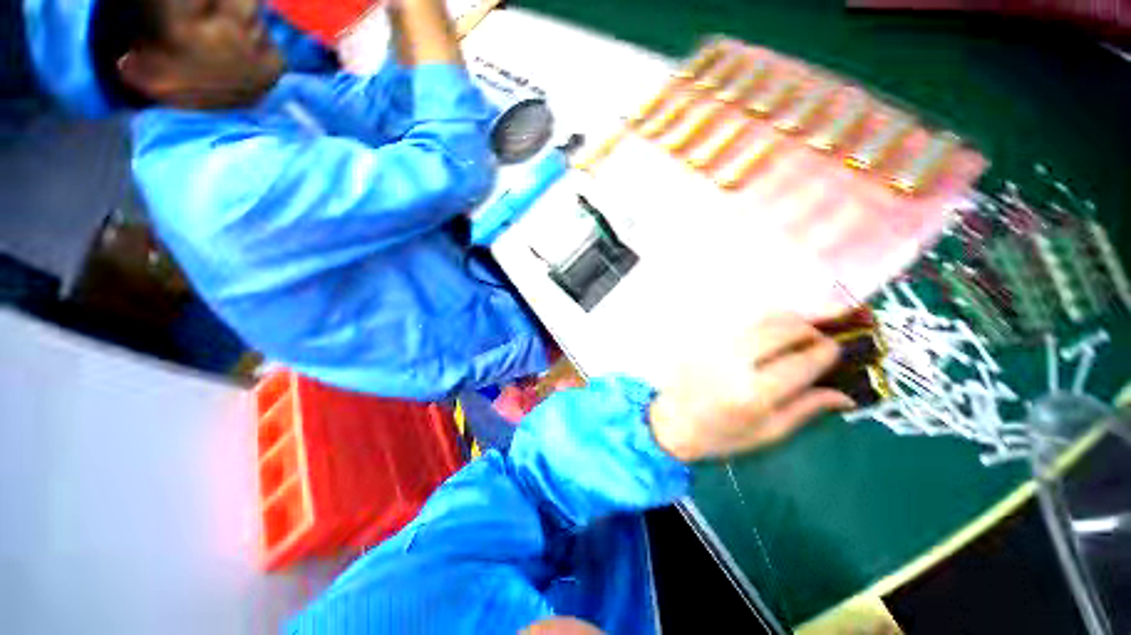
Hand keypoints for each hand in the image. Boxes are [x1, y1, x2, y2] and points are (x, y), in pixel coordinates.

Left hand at [649, 314, 854, 461]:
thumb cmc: (720, 436)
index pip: (803, 360)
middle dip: (809, 327)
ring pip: (760, 319)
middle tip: (818, 336)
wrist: (670, 423)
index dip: (826, 351)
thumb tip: (846, 395)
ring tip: (798, 328)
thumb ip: (806, 409)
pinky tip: (768, 329)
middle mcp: (735, 362)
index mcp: (755, 393)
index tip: (835, 349)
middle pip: (783, 329)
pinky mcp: (702, 339)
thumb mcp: (767, 433)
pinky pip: (739, 321)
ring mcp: (715, 346)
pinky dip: (761, 320)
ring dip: (787, 318)